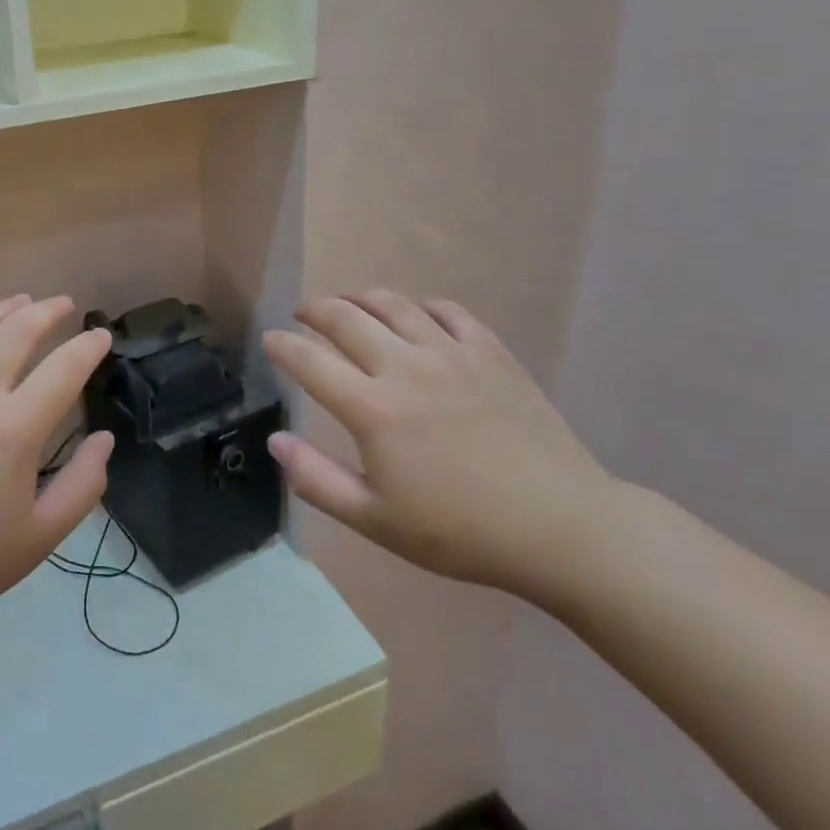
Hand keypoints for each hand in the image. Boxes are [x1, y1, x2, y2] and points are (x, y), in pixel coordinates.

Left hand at [0, 296, 112, 695]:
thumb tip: (104, 438)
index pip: (64, 368)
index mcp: (14, 429)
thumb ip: (84, 485)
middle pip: (18, 330)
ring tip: (21, 301)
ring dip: (2, 307)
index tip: (101, 336)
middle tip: (64, 305)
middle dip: (48, 311)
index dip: (89, 346)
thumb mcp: (40, 537)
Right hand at [263, 291, 615, 594]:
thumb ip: (317, 479)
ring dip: (360, 298)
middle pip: (345, 318)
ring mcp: (451, 353)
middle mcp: (406, 367)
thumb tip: (275, 440)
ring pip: (393, 304)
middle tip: (302, 315)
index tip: (269, 340)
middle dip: (314, 310)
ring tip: (348, 304)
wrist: (560, 526)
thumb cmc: (460, 531)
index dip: (282, 345)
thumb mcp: (376, 519)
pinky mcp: (490, 351)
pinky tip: (415, 316)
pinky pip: (446, 310)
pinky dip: (419, 306)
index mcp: (373, 409)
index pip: (309, 361)